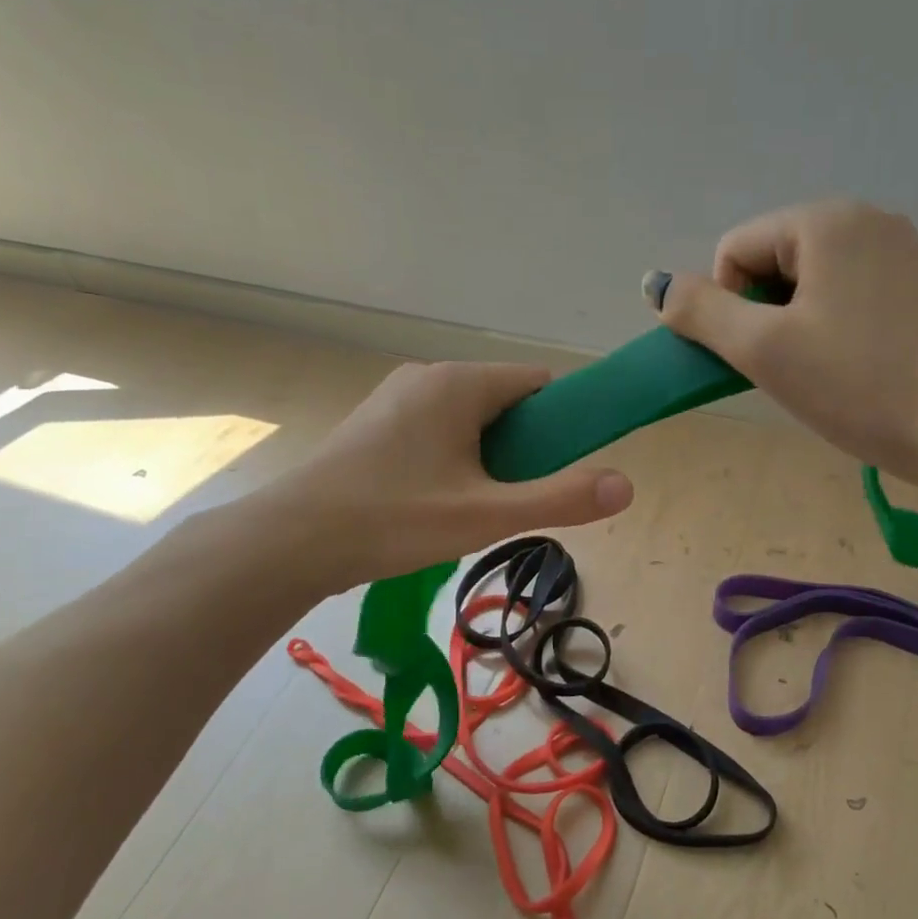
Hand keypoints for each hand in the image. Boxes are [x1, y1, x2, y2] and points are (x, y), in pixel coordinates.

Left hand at [247, 361, 633, 591]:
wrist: (290, 541)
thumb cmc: (393, 520)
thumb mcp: (486, 515)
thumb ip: (559, 499)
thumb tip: (627, 485)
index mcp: (458, 382)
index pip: (539, 383)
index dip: (564, 421)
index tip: (565, 467)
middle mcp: (428, 377)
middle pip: (505, 401)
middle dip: (524, 446)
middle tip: (517, 498)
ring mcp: (397, 398)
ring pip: (470, 419)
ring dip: (489, 456)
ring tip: (477, 507)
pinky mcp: (376, 423)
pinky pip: (437, 430)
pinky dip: (455, 458)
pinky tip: (438, 502)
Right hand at [653, 200, 917, 485]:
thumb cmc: (856, 384)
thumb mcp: (762, 349)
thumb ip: (699, 312)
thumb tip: (656, 285)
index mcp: (825, 220)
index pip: (734, 250)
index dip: (729, 306)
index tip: (761, 352)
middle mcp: (865, 218)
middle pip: (770, 261)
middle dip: (762, 315)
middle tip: (789, 366)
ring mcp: (897, 249)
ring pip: (805, 281)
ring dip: (792, 325)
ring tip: (820, 369)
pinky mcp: (914, 284)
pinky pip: (842, 292)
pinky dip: (827, 325)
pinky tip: (848, 363)